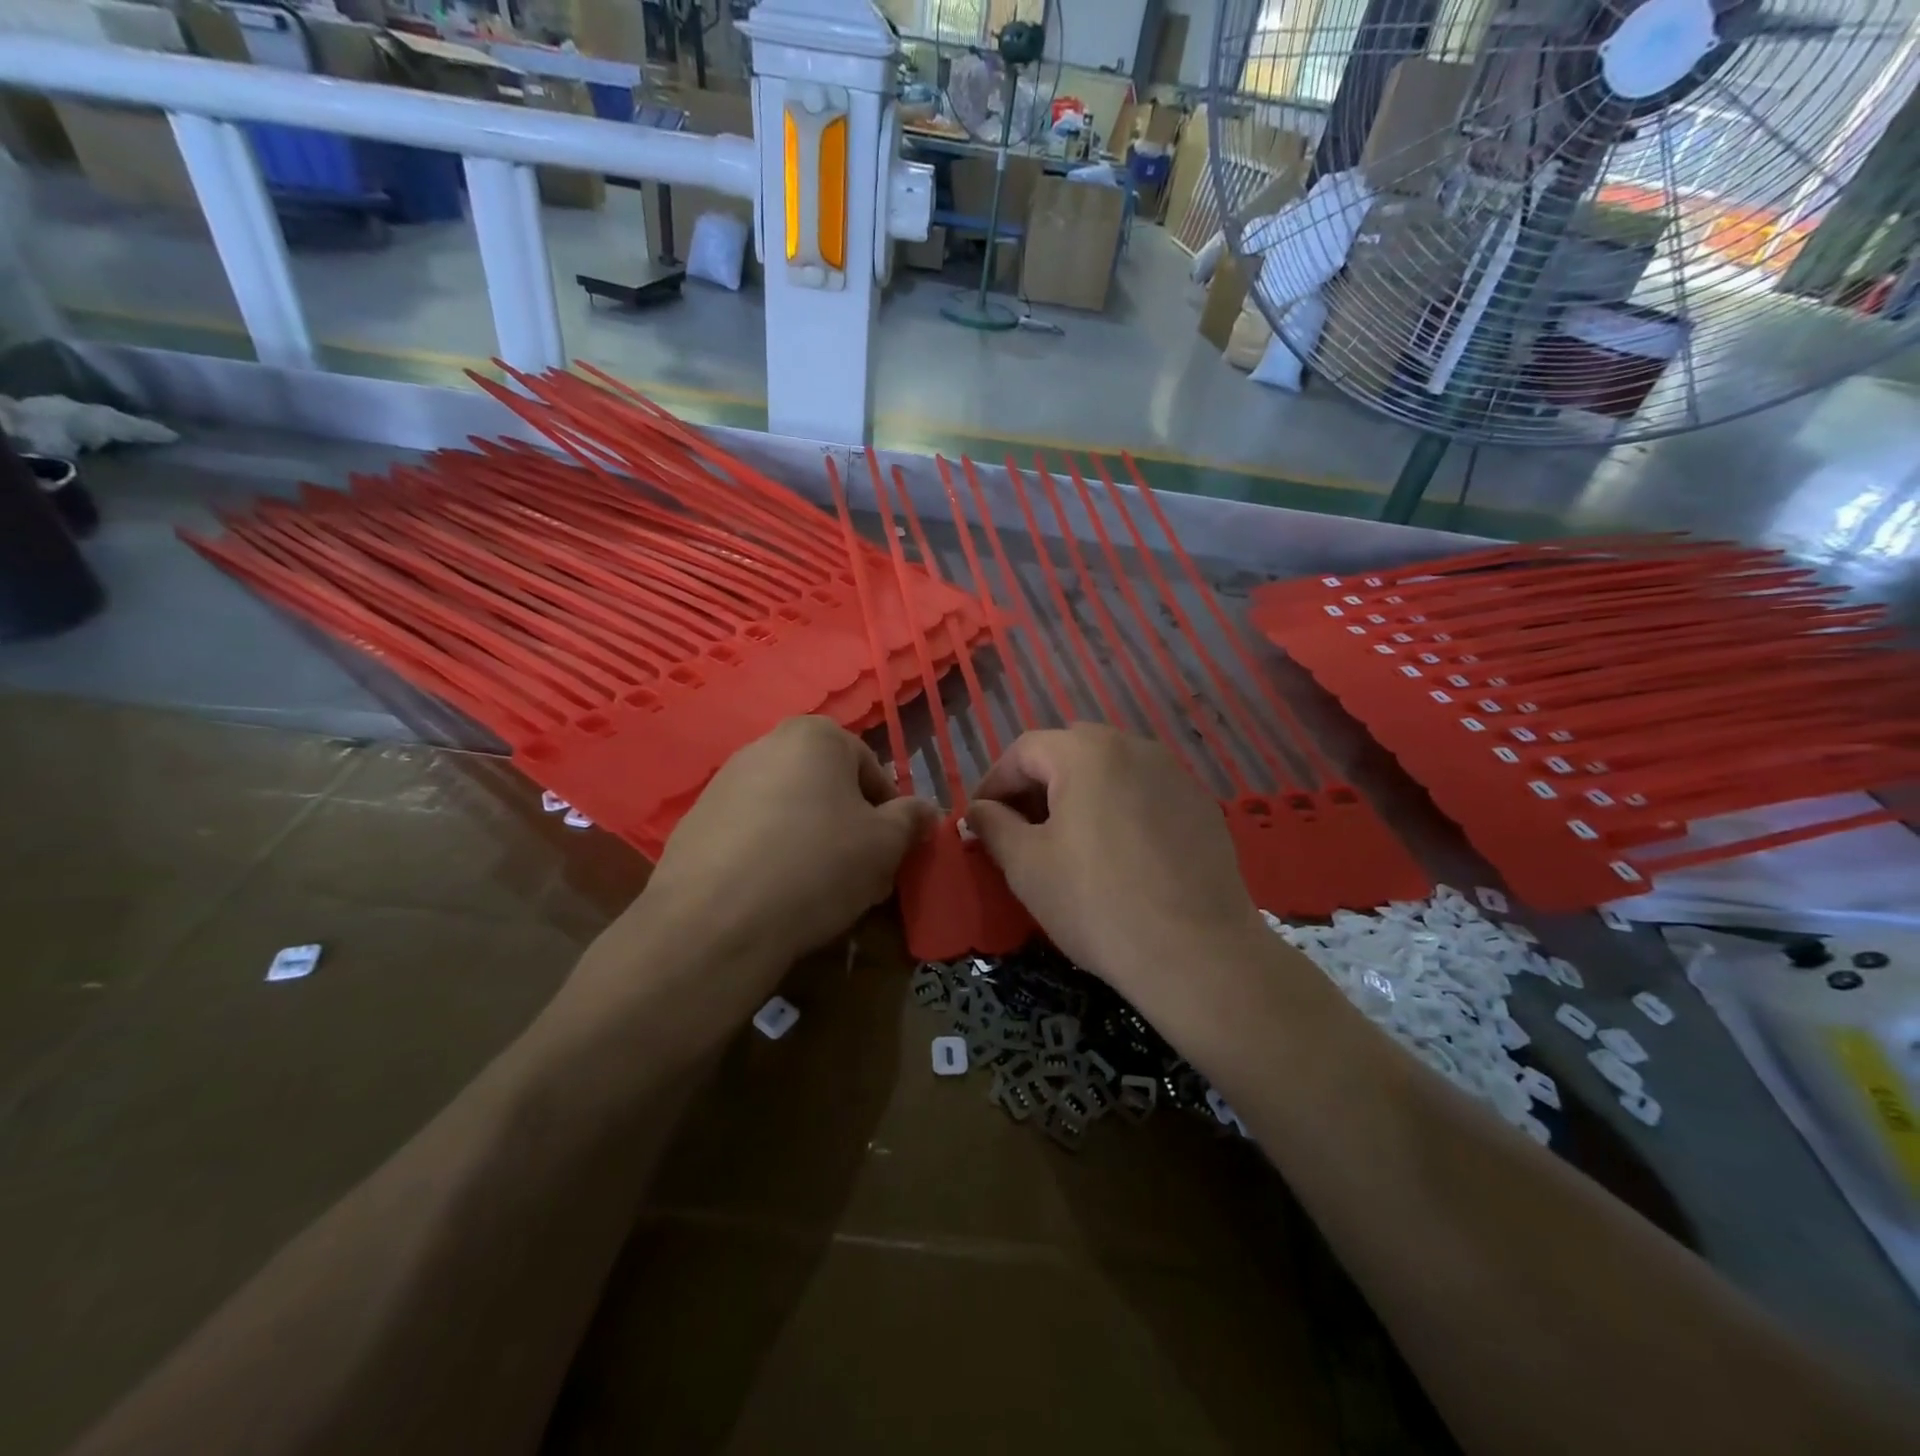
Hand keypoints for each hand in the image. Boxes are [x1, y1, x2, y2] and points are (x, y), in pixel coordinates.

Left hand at [636, 715, 937, 966]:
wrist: (716, 921)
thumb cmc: (817, 866)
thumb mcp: (886, 844)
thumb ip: (912, 819)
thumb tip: (926, 811)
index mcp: (816, 736)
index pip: (872, 772)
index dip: (889, 816)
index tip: (889, 856)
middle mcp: (766, 745)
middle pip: (828, 789)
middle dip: (848, 829)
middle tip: (859, 876)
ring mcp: (724, 782)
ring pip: (790, 812)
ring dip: (811, 843)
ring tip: (816, 892)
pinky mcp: (695, 822)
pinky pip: (752, 836)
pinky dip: (769, 857)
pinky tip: (773, 895)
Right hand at [966, 726, 1268, 1002]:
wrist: (1197, 954)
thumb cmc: (1096, 903)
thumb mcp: (1026, 865)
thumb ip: (993, 825)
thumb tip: (977, 811)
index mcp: (1087, 752)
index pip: (1025, 750)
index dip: (994, 782)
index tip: (979, 819)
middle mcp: (1134, 747)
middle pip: (1070, 752)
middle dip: (1037, 784)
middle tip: (1021, 828)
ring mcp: (1175, 775)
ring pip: (1111, 770)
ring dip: (1079, 794)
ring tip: (1067, 840)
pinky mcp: (1201, 806)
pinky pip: (1145, 793)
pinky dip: (1119, 809)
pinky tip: (1118, 853)